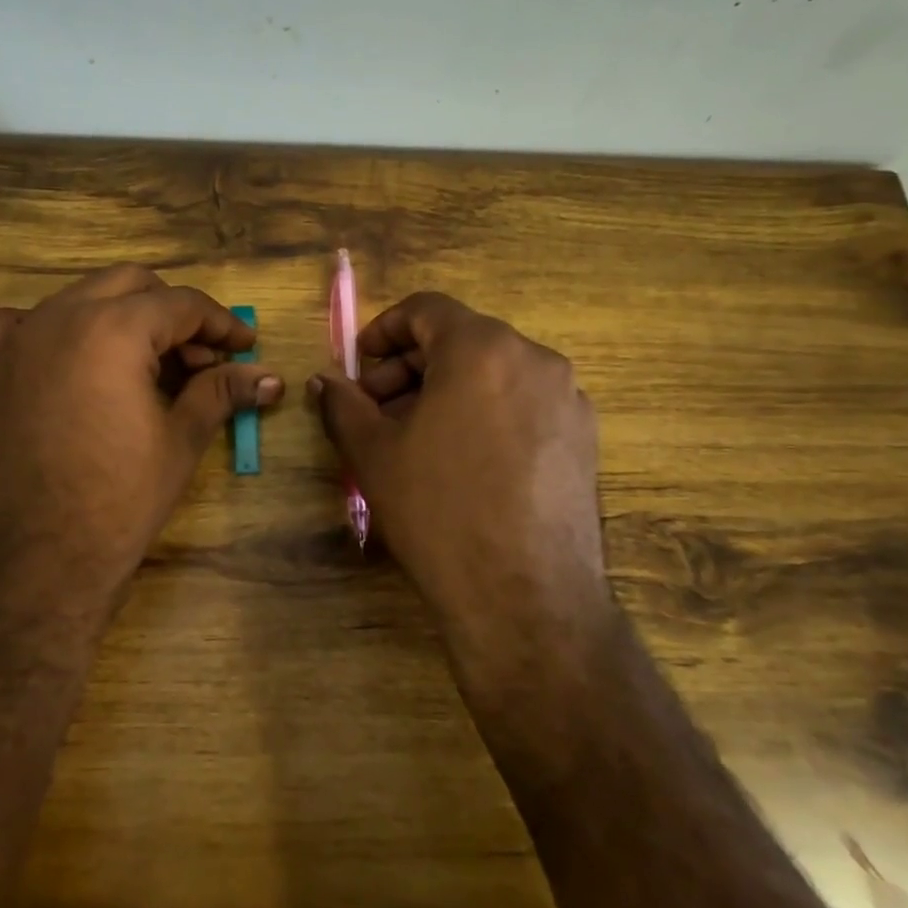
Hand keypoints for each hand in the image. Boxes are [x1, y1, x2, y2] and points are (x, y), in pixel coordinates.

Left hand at [0, 265, 280, 613]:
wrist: (34, 561)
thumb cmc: (119, 500)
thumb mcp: (181, 440)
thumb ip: (222, 392)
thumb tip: (270, 377)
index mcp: (114, 328)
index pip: (182, 304)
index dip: (221, 323)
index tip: (244, 345)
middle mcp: (61, 316)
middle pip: (131, 285)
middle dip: (172, 313)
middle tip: (197, 358)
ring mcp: (15, 338)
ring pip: (79, 298)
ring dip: (119, 317)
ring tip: (142, 364)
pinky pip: (18, 322)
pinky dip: (52, 328)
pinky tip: (67, 358)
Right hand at [309, 293, 608, 672]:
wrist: (526, 598)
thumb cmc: (439, 511)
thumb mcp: (374, 454)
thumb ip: (343, 404)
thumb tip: (324, 381)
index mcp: (482, 348)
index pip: (426, 309)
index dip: (384, 330)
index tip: (360, 365)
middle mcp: (534, 358)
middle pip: (461, 340)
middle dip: (410, 367)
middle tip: (377, 410)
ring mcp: (567, 398)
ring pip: (493, 372)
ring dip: (447, 390)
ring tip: (417, 438)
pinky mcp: (584, 437)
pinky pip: (523, 403)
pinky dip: (486, 412)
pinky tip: (464, 461)